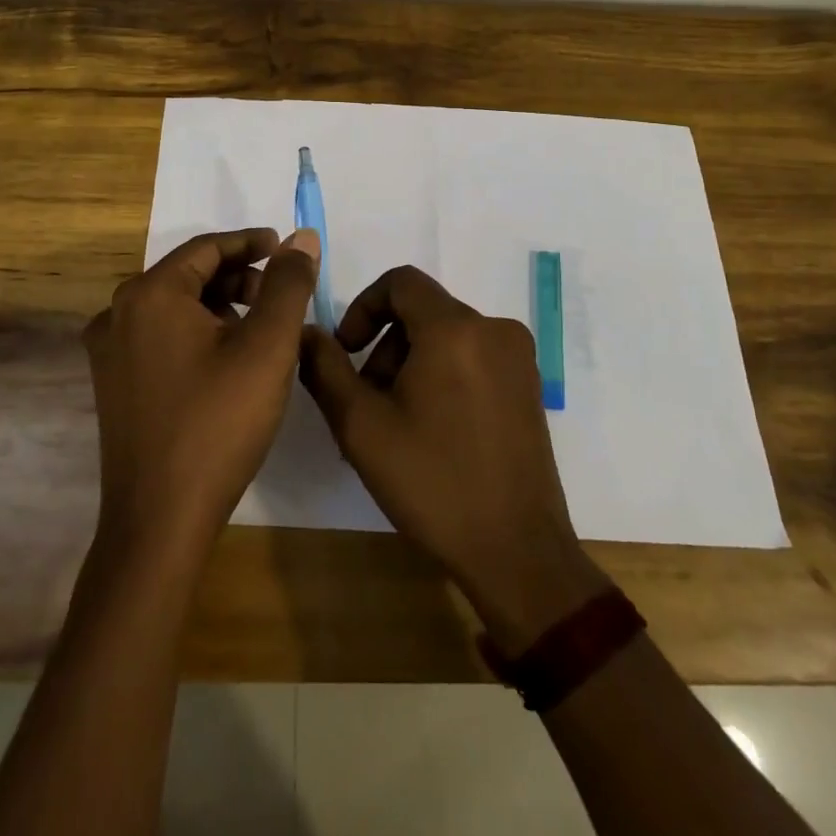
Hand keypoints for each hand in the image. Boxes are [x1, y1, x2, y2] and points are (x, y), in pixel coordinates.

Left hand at [83, 227, 320, 561]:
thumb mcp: (267, 347)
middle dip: (238, 278)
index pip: (207, 248)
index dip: (251, 243)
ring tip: (259, 331)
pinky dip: (196, 334)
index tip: (286, 249)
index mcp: (149, 294)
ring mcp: (109, 351)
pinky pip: (159, 337)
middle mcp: (118, 313)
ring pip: (174, 308)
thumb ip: (288, 284)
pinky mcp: (113, 384)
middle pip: (188, 275)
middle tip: (280, 295)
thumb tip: (302, 237)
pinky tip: (226, 361)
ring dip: (219, 307)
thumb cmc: (218, 424)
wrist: (159, 522)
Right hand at [299, 266, 606, 649]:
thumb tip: (306, 331)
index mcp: (455, 328)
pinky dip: (442, 375)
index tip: (346, 351)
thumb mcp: (361, 426)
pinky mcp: (529, 386)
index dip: (363, 307)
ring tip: (395, 422)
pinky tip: (430, 428)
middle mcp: (494, 329)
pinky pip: (473, 357)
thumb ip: (325, 368)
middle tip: (366, 400)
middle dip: (385, 345)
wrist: (517, 553)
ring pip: (446, 336)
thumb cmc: (433, 483)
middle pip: (422, 312)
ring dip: (411, 363)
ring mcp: (518, 358)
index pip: (400, 282)